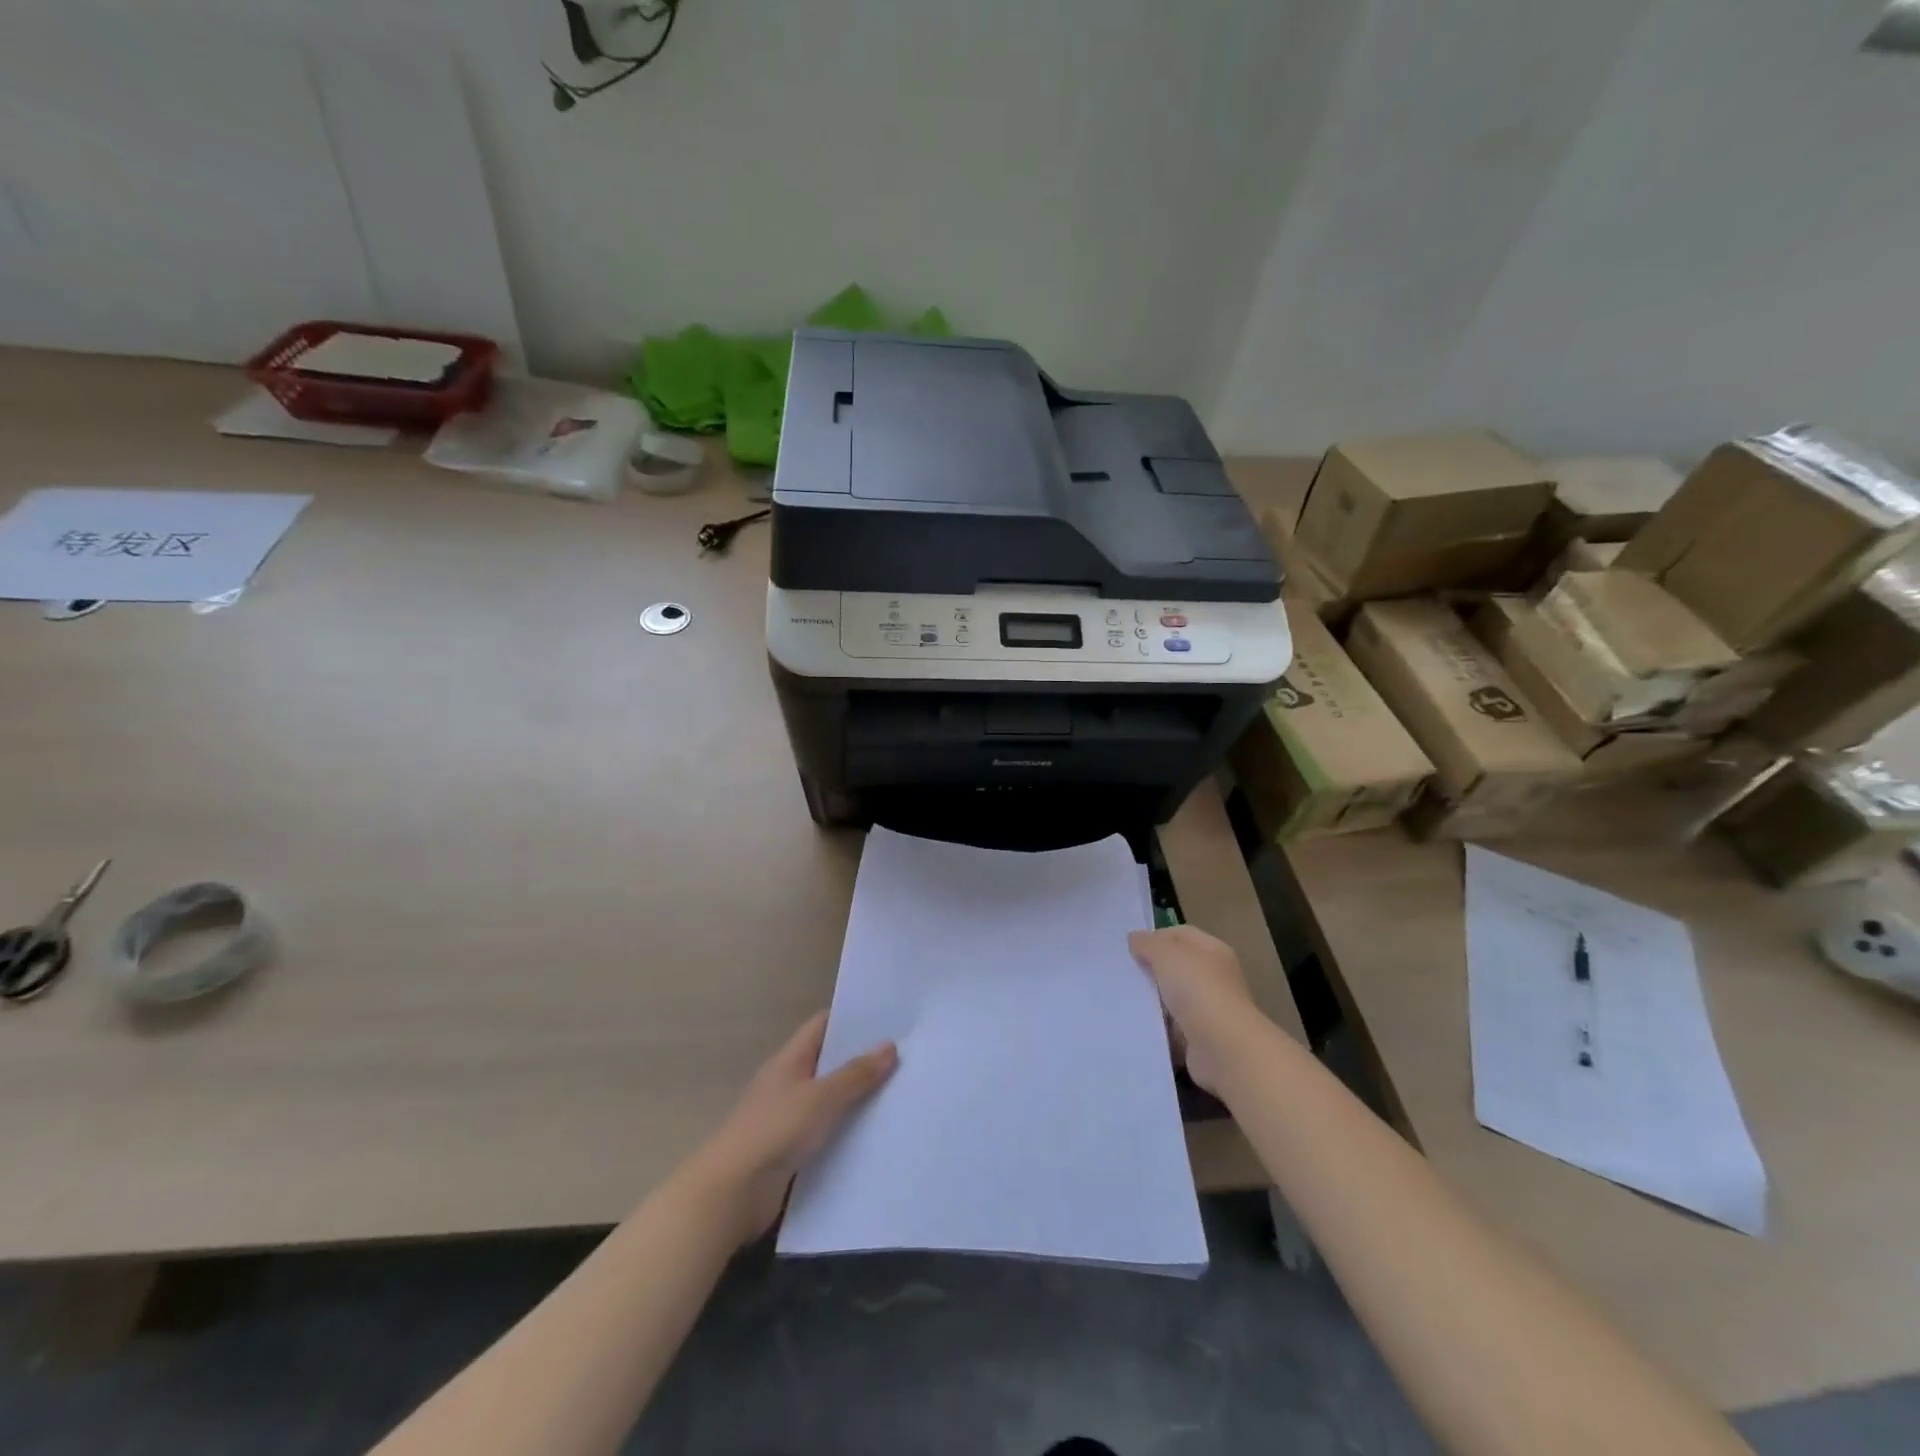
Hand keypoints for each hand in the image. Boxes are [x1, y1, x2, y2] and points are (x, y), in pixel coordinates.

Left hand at [687, 1012, 896, 1244]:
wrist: (732, 1194)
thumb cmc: (774, 1131)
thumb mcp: (821, 1098)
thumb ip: (856, 1074)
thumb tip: (890, 1045)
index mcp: (790, 1060)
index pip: (822, 1026)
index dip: (852, 1019)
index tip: (887, 1018)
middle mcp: (789, 1083)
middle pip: (829, 1062)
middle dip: (862, 1060)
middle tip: (905, 1056)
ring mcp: (789, 1118)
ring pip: (830, 1099)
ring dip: (858, 1098)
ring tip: (900, 1093)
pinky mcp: (792, 1151)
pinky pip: (827, 1132)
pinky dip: (848, 1131)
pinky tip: (877, 1135)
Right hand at [1129, 925, 1258, 1093]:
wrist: (1223, 1049)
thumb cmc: (1198, 990)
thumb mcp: (1167, 955)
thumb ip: (1148, 944)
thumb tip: (1135, 939)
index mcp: (1212, 951)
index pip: (1181, 935)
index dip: (1156, 936)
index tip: (1129, 947)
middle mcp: (1214, 978)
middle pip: (1176, 967)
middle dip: (1150, 969)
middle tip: (1122, 972)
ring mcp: (1208, 1010)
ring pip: (1171, 999)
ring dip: (1151, 1000)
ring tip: (1122, 998)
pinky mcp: (1199, 1039)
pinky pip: (1171, 1028)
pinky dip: (1156, 1027)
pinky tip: (1135, 1024)